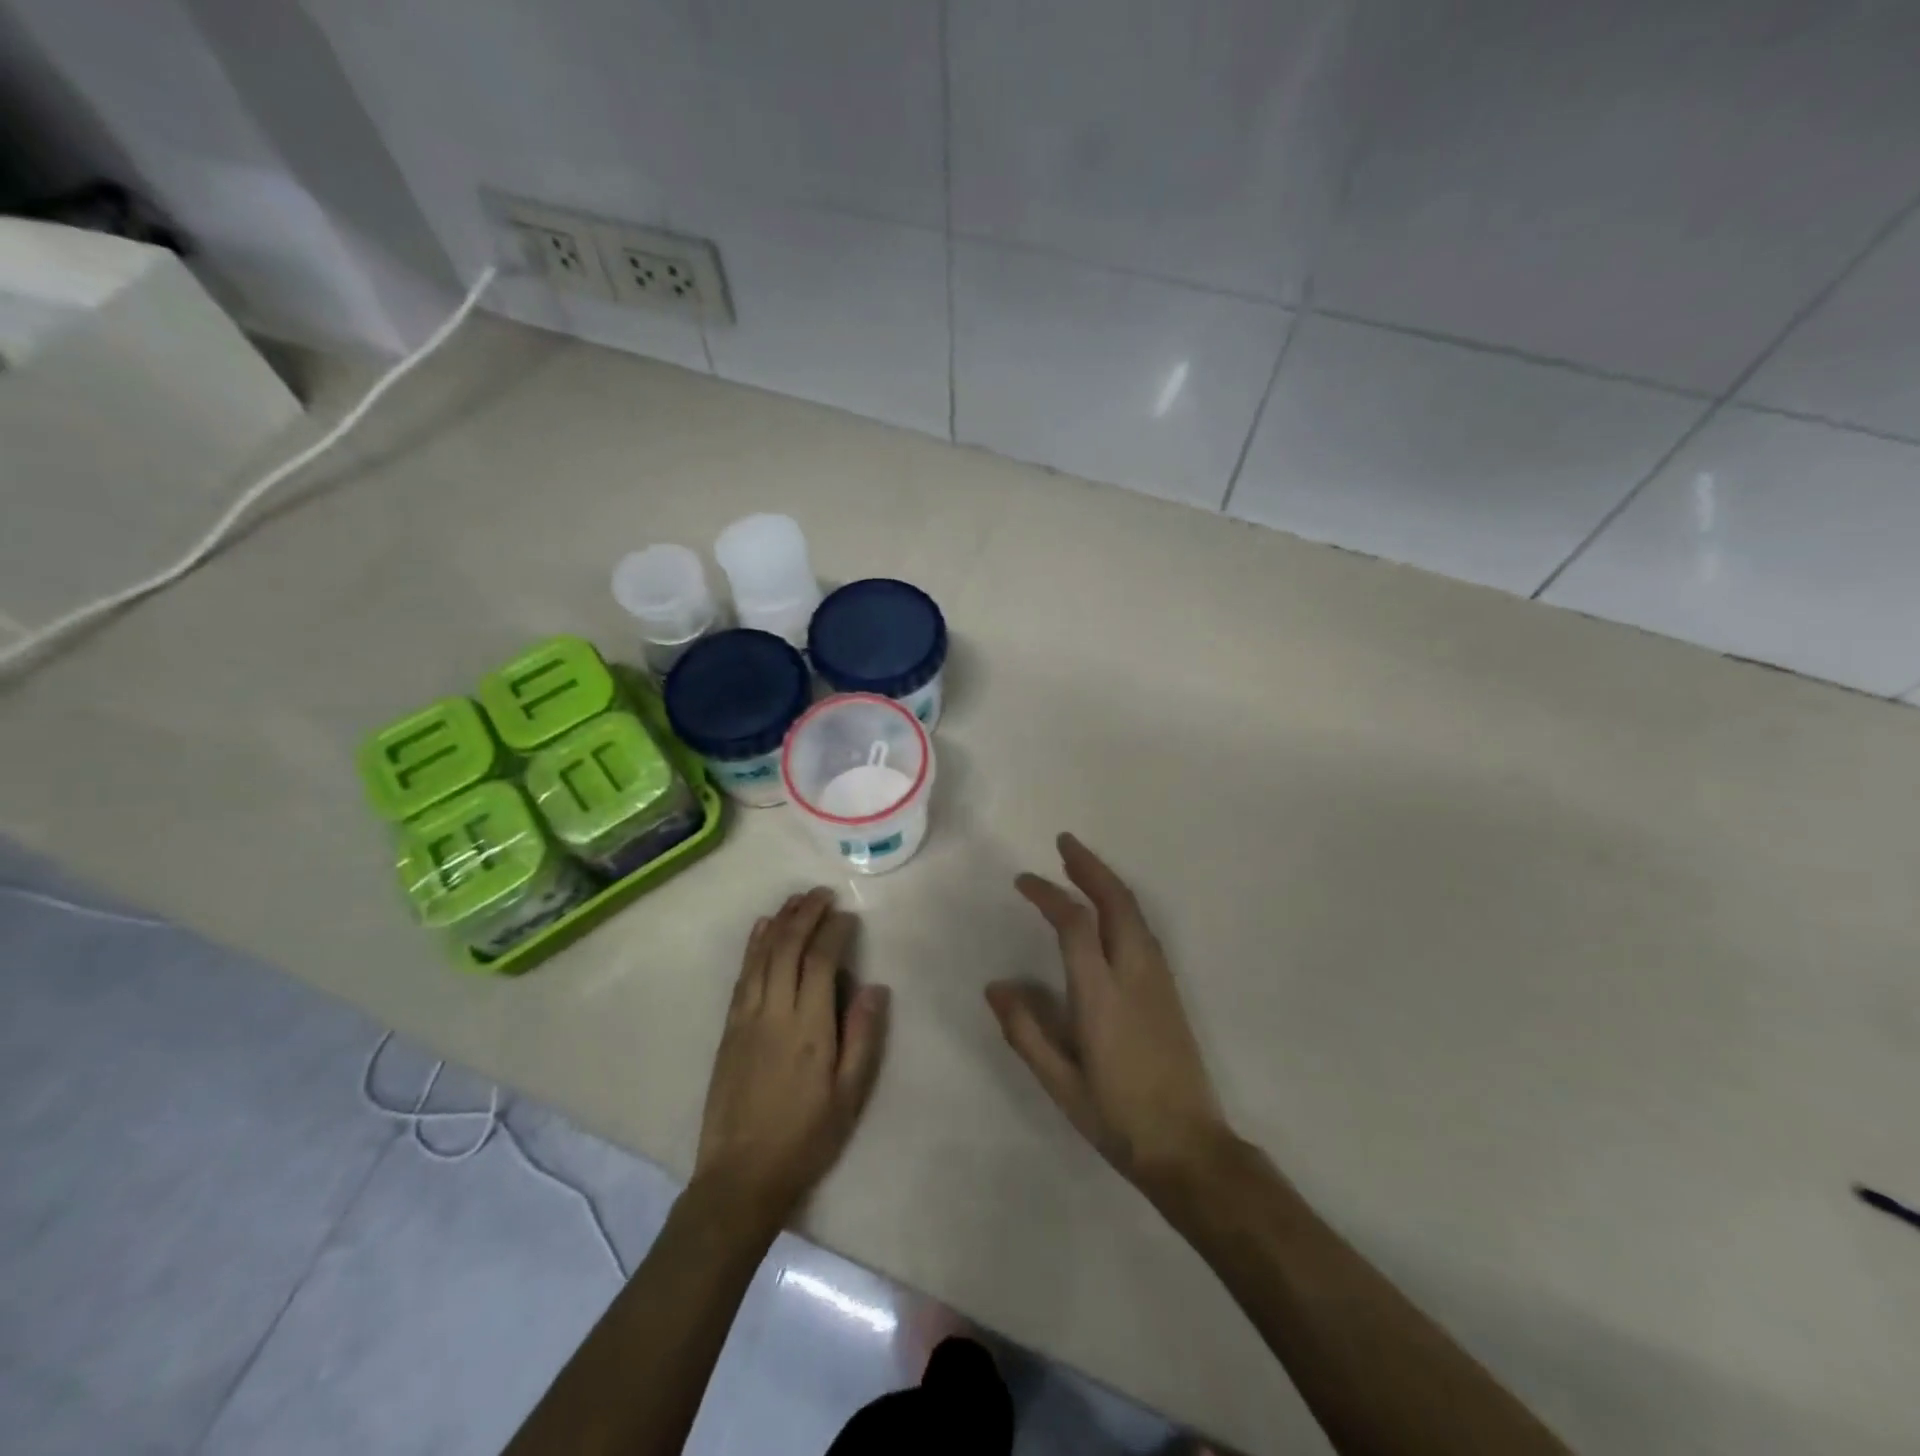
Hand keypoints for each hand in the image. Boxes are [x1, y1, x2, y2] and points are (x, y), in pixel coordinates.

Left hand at [694, 888, 888, 1225]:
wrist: (740, 1176)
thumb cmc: (805, 1137)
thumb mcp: (849, 1096)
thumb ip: (863, 1037)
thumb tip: (873, 986)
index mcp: (809, 1027)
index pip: (821, 961)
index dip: (834, 932)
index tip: (847, 916)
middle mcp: (775, 1012)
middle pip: (787, 948)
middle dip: (805, 915)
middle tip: (822, 894)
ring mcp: (747, 1018)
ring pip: (762, 955)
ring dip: (779, 922)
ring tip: (795, 900)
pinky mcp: (729, 1028)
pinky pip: (742, 975)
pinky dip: (753, 946)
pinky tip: (761, 929)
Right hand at [988, 834, 1228, 1193]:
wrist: (1189, 1148)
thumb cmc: (1117, 1118)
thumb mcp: (1060, 1082)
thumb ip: (1025, 1030)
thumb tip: (995, 986)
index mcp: (1102, 995)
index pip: (1075, 924)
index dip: (1049, 895)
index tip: (1023, 881)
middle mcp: (1134, 974)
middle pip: (1116, 902)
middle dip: (1090, 867)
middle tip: (1065, 843)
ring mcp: (1158, 979)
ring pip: (1135, 912)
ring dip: (1108, 882)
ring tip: (1081, 866)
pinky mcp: (1170, 990)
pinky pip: (1144, 930)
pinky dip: (1122, 904)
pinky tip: (1109, 910)